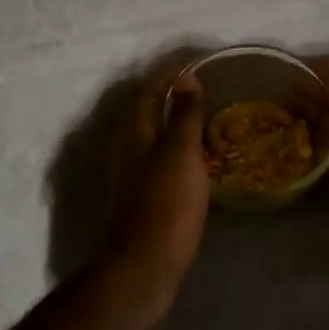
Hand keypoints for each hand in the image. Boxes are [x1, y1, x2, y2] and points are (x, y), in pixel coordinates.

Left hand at [102, 68, 210, 323]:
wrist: (143, 266)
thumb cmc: (166, 204)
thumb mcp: (182, 153)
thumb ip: (185, 115)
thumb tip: (185, 77)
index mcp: (134, 132)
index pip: (149, 90)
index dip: (169, 75)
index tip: (194, 63)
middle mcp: (125, 148)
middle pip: (145, 111)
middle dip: (169, 96)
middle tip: (201, 89)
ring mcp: (129, 174)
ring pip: (150, 135)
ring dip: (172, 122)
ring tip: (202, 119)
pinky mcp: (138, 197)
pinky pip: (156, 158)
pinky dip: (174, 148)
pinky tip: (193, 159)